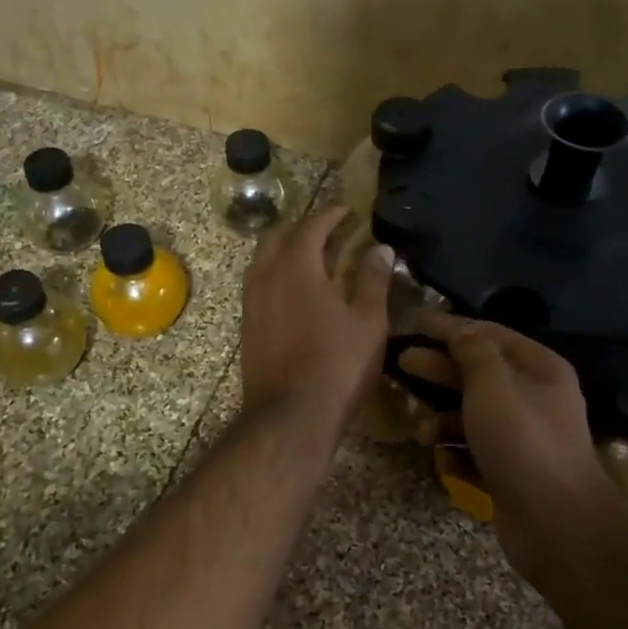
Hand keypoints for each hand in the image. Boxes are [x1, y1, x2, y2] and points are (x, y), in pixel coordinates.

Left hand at [240, 207, 393, 427]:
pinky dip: (277, 275)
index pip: (311, 226)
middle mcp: (266, 276)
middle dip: (303, 228)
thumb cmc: (337, 365)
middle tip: (329, 232)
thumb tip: (380, 248)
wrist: (290, 417)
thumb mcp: (368, 321)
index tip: (347, 211)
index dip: (331, 215)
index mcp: (296, 267)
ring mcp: (251, 302)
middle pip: (278, 237)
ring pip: (263, 261)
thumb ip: (373, 280)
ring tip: (314, 259)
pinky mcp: (246, 326)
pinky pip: (259, 284)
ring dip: (286, 251)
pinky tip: (297, 293)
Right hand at [404, 312, 625, 581]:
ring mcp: (522, 438)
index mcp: (538, 368)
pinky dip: (456, 455)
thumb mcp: (492, 383)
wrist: (557, 523)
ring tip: (422, 432)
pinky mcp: (509, 472)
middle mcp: (533, 398)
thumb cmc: (522, 440)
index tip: (414, 322)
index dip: (450, 326)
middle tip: (402, 362)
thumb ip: (471, 350)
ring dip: (442, 421)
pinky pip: (474, 453)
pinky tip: (444, 462)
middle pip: (476, 373)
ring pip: (471, 416)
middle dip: (438, 369)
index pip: (488, 334)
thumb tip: (458, 331)